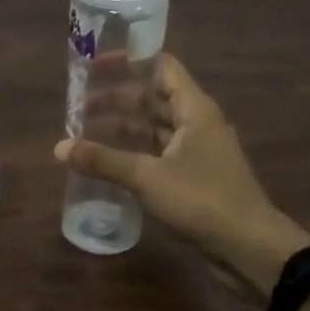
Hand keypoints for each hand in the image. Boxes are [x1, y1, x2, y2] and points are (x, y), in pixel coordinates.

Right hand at [56, 54, 309, 298]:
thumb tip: (59, 147)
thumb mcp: (146, 177)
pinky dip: (130, 150)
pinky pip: (155, 151)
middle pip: (152, 97)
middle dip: (114, 98)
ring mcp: (196, 150)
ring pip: (152, 126)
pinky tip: (106, 161)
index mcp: (194, 110)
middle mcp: (197, 123)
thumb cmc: (202, 200)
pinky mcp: (192, 176)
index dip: (128, 61)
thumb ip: (102, 160)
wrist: (250, 248)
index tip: (93, 66)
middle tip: (76, 106)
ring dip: (120, 126)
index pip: (161, 67)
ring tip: (83, 133)